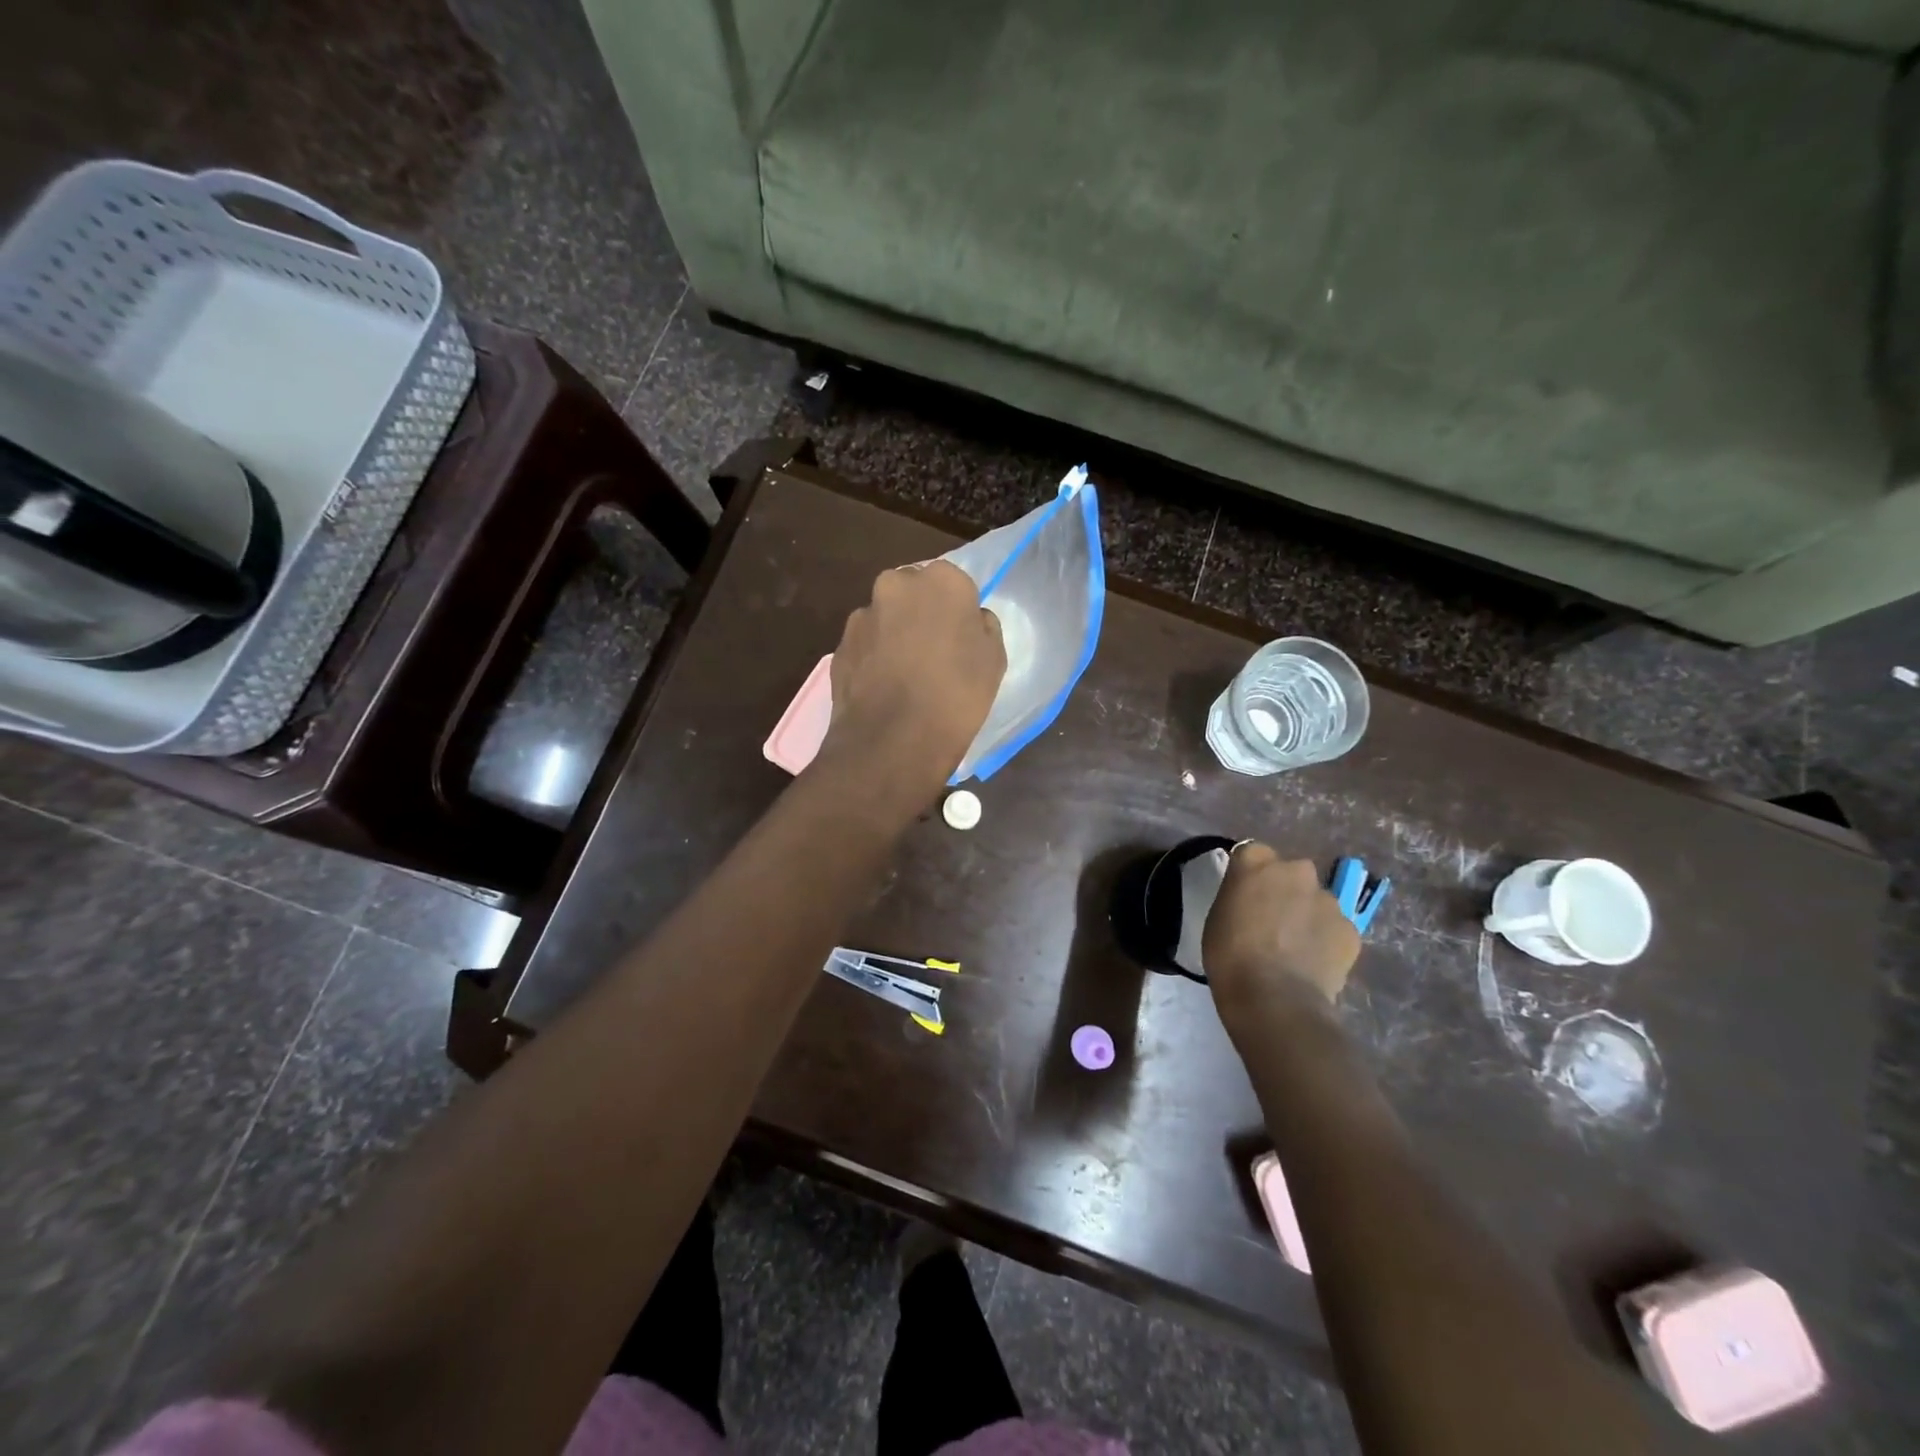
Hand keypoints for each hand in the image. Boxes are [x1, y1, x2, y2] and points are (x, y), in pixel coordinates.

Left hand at [815, 562, 1004, 809]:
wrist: (893, 742)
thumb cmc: (956, 696)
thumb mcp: (994, 660)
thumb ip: (982, 627)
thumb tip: (970, 620)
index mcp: (941, 580)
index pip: (955, 583)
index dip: (958, 611)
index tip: (961, 638)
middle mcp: (896, 585)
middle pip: (914, 592)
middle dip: (921, 614)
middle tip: (934, 653)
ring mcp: (862, 615)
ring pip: (885, 617)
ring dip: (894, 635)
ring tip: (905, 676)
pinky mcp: (840, 646)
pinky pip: (865, 645)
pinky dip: (873, 658)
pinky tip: (883, 688)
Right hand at [1203, 842, 1359, 1030]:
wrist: (1274, 999)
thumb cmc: (1230, 956)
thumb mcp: (1218, 917)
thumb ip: (1238, 897)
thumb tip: (1251, 901)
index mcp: (1256, 862)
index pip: (1252, 853)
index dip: (1250, 875)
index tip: (1244, 896)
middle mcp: (1296, 871)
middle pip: (1290, 873)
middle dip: (1284, 890)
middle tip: (1272, 921)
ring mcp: (1328, 899)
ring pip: (1316, 900)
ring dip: (1307, 915)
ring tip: (1295, 948)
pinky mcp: (1350, 929)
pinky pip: (1334, 928)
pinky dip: (1326, 940)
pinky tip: (1313, 963)